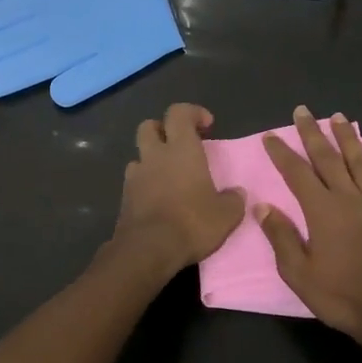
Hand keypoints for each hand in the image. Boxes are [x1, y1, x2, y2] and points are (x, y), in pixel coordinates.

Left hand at [110, 103, 244, 279]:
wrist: (148, 250)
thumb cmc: (192, 223)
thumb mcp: (226, 215)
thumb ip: (233, 200)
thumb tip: (237, 194)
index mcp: (181, 150)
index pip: (178, 113)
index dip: (192, 112)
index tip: (207, 125)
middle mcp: (155, 156)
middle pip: (149, 126)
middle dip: (164, 129)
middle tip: (180, 145)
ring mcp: (135, 176)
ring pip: (139, 154)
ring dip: (152, 158)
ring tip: (169, 175)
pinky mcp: (125, 197)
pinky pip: (134, 180)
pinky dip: (145, 183)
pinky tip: (158, 198)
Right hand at [257, 106, 361, 341]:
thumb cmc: (337, 296)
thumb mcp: (297, 272)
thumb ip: (281, 236)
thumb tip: (264, 206)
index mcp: (323, 210)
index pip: (297, 173)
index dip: (282, 153)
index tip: (270, 135)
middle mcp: (351, 200)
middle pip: (329, 159)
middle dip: (313, 133)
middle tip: (303, 111)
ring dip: (349, 140)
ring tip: (340, 119)